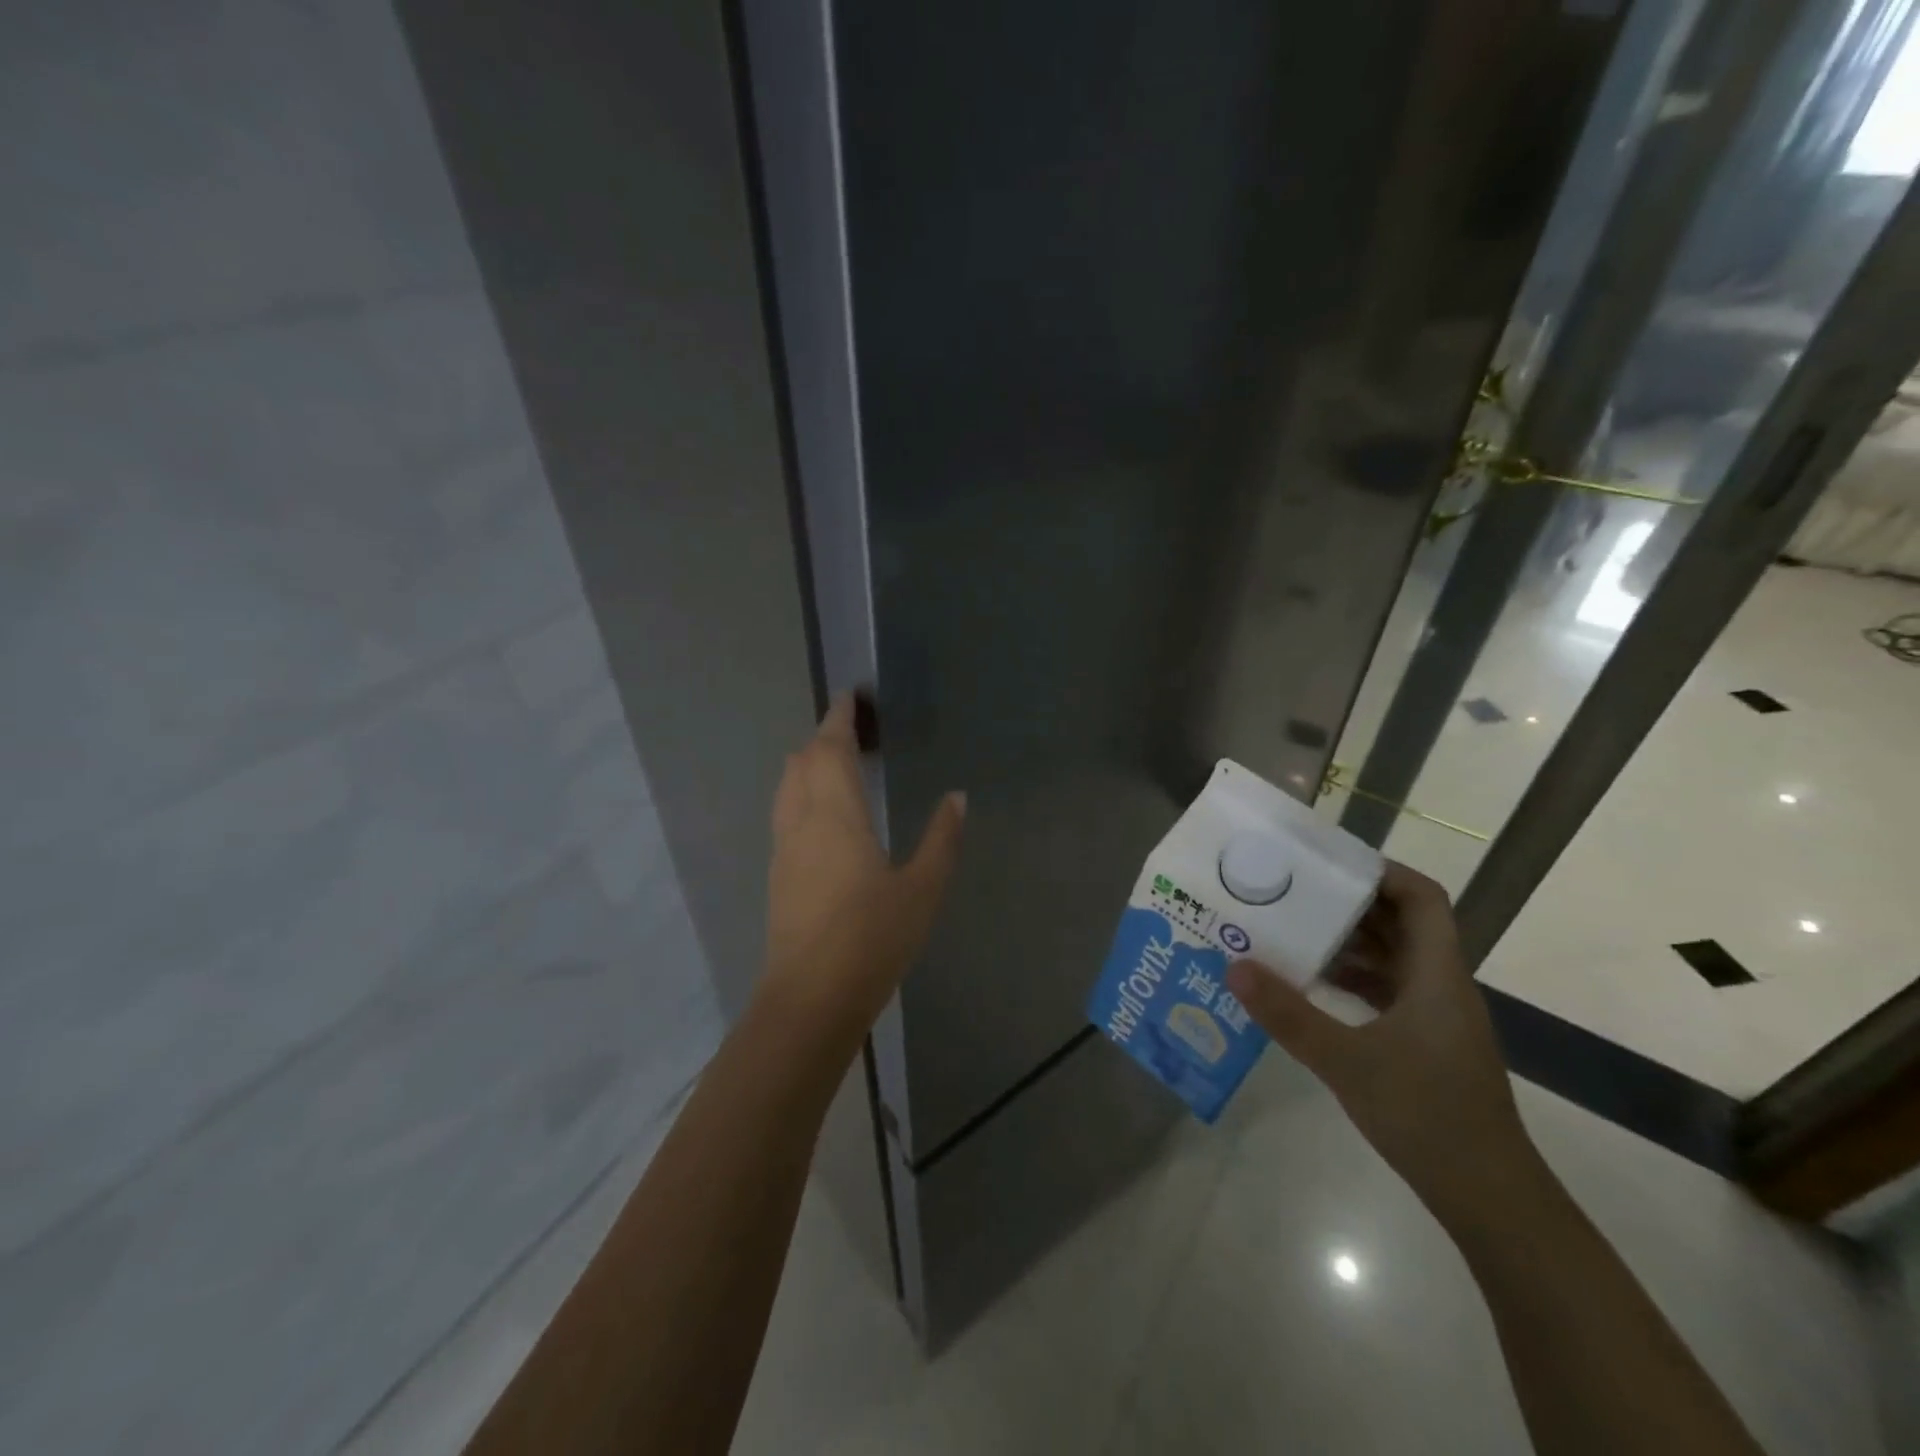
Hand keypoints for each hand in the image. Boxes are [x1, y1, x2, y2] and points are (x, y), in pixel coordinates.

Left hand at [762, 695, 965, 1037]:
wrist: (810, 998)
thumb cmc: (872, 938)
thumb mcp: (922, 888)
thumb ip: (941, 838)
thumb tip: (957, 797)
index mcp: (836, 815)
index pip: (830, 749)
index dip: (837, 718)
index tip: (849, 696)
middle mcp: (802, 822)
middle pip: (801, 762)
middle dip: (822, 738)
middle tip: (851, 731)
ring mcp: (784, 849)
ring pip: (788, 788)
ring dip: (808, 766)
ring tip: (837, 765)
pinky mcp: (778, 875)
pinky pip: (786, 814)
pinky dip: (802, 795)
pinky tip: (824, 816)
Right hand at [1225, 861, 1536, 1223]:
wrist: (1489, 1198)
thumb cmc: (1427, 1116)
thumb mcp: (1346, 1061)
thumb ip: (1289, 1014)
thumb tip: (1234, 965)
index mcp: (1436, 975)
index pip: (1422, 898)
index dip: (1381, 871)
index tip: (1328, 863)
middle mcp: (1439, 985)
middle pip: (1399, 923)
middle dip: (1347, 904)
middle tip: (1291, 893)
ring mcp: (1434, 1016)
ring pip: (1390, 959)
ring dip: (1345, 944)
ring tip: (1289, 933)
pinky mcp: (1424, 1043)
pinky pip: (1384, 991)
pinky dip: (1349, 980)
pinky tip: (1309, 987)